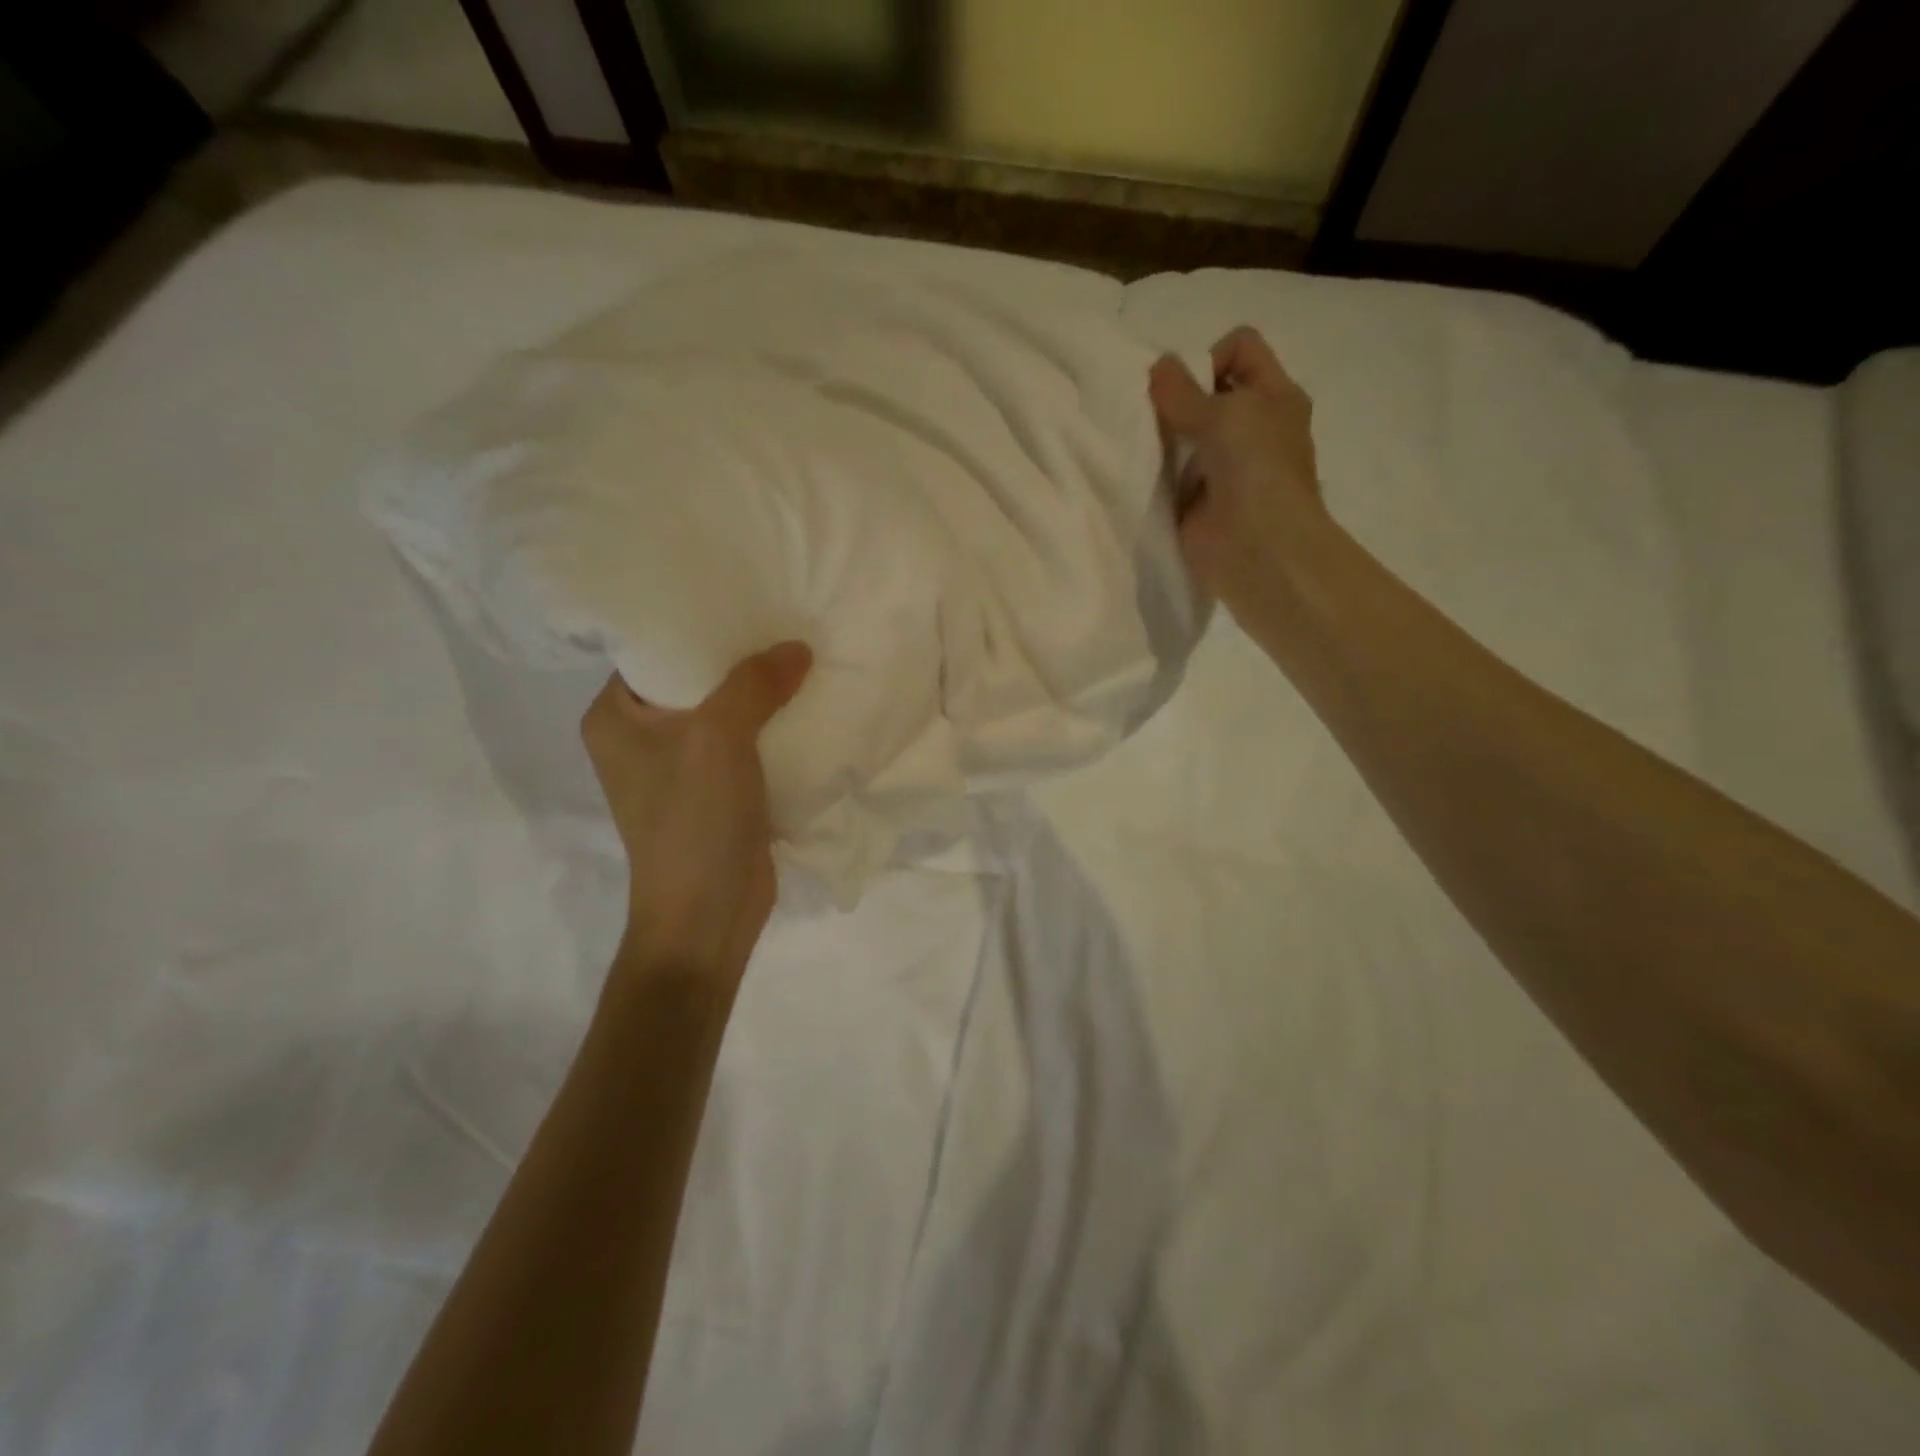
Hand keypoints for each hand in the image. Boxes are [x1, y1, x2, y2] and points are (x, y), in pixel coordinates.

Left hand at [580, 642, 812, 985]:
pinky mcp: (716, 791)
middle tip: (785, 619)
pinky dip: (773, 727)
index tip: (745, 595)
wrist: (708, 916)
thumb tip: (796, 647)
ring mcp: (680, 767)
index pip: (653, 649)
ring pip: (726, 712)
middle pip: (696, 679)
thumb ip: (754, 684)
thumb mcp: (718, 739)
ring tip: (804, 653)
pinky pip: (746, 743)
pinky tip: (808, 704)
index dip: (699, 623)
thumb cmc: (693, 822)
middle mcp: (641, 737)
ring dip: (762, 694)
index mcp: (615, 717)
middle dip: (741, 657)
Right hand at [1148, 327, 1328, 614]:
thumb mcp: (1224, 413)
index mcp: (1274, 396)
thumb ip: (1183, 390)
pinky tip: (1138, 472)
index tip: (1186, 388)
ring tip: (1141, 442)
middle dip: (1177, 398)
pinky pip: (1171, 474)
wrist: (1257, 549)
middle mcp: (1252, 427)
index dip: (1209, 356)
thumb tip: (1158, 367)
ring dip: (1163, 437)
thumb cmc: (1255, 469)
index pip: (1240, 348)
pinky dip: (1155, 472)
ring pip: (1185, 434)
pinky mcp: (1198, 500)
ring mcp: (1224, 466)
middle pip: (1207, 393)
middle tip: (1152, 414)